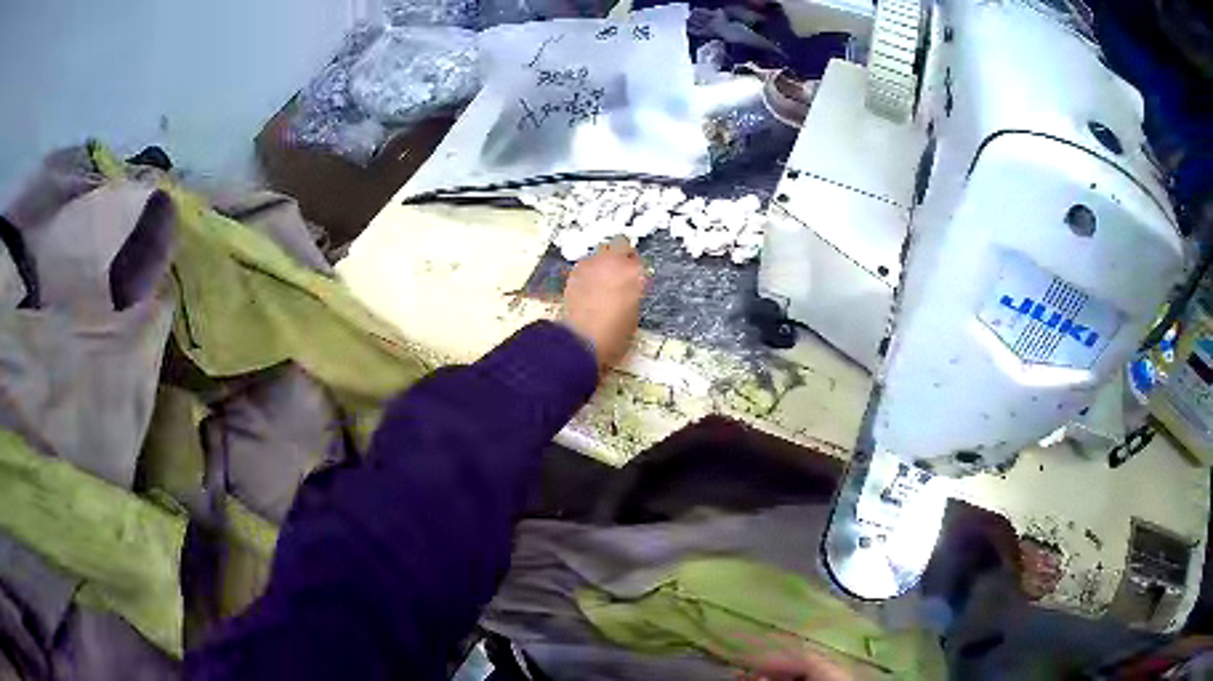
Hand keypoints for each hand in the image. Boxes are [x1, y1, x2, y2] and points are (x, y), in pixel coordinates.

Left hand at [561, 236, 645, 370]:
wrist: (581, 339)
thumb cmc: (613, 334)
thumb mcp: (634, 315)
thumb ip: (633, 294)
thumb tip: (629, 289)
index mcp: (636, 274)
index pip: (641, 262)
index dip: (638, 271)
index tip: (636, 279)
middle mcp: (615, 262)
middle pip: (621, 245)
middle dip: (622, 255)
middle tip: (620, 270)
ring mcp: (593, 263)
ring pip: (602, 250)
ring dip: (604, 260)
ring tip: (602, 277)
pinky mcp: (575, 270)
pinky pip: (587, 263)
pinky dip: (590, 270)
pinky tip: (588, 285)